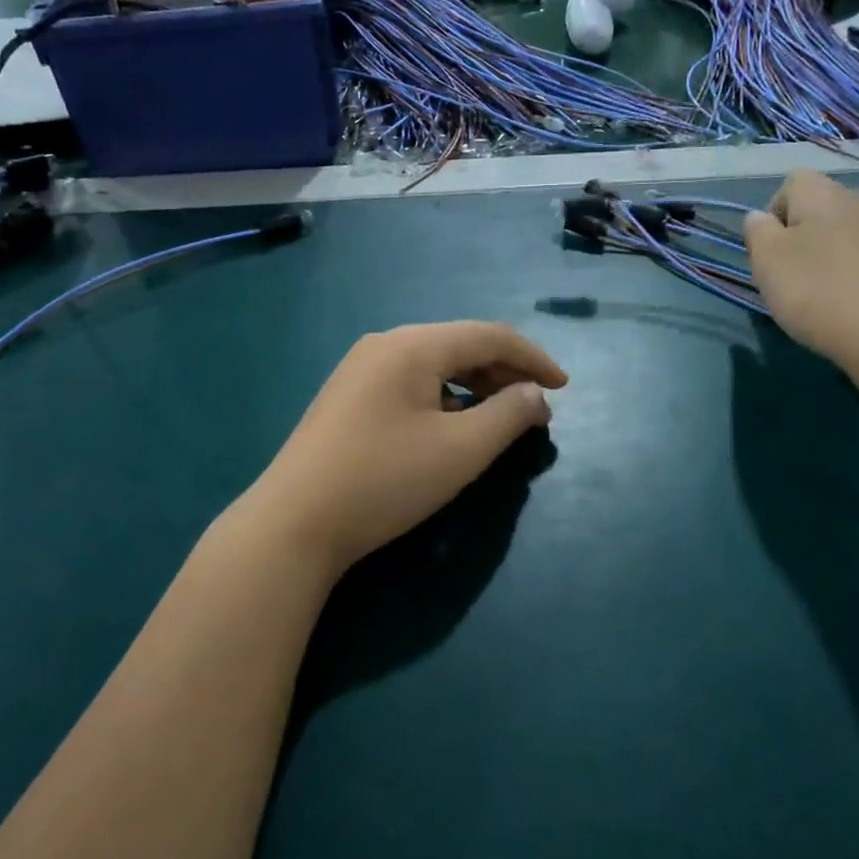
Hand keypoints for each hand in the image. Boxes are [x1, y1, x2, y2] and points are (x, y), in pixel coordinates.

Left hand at [244, 322, 567, 576]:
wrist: (293, 523)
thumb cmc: (384, 481)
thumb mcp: (460, 451)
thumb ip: (508, 416)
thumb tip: (536, 395)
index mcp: (413, 345)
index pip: (489, 335)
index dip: (533, 358)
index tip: (565, 387)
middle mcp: (385, 344)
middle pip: (460, 345)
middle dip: (505, 372)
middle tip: (537, 407)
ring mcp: (360, 369)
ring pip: (434, 365)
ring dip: (475, 386)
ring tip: (501, 418)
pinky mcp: (347, 397)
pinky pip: (410, 383)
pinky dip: (444, 398)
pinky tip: (452, 427)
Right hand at [742, 171, 858, 381]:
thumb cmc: (822, 295)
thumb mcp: (768, 265)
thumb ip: (758, 233)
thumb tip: (761, 218)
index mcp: (825, 198)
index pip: (794, 182)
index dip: (778, 213)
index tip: (775, 253)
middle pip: (831, 210)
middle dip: (815, 238)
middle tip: (804, 282)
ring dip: (850, 257)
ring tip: (843, 300)